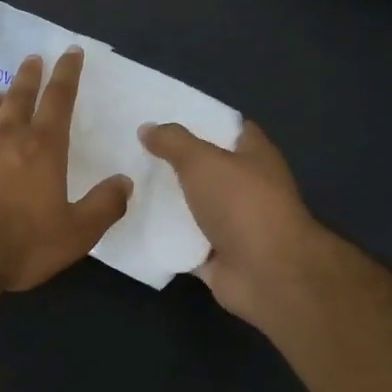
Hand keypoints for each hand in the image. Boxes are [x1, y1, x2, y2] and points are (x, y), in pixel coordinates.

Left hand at [0, 49, 132, 291]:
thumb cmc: (21, 244)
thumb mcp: (76, 233)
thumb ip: (104, 206)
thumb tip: (124, 182)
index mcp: (41, 147)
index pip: (58, 99)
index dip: (67, 73)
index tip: (70, 52)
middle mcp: (3, 137)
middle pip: (18, 95)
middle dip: (29, 75)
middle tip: (33, 59)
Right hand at [139, 120, 322, 328]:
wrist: (266, 274)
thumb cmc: (242, 205)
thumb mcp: (202, 161)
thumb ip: (173, 142)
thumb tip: (147, 128)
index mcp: (255, 157)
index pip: (229, 129)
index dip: (201, 120)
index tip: (163, 118)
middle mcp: (247, 188)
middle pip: (206, 168)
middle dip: (174, 161)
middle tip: (133, 151)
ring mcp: (233, 224)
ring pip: (192, 205)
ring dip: (165, 200)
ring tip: (126, 185)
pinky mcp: (216, 254)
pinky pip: (182, 240)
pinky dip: (162, 236)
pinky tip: (132, 222)